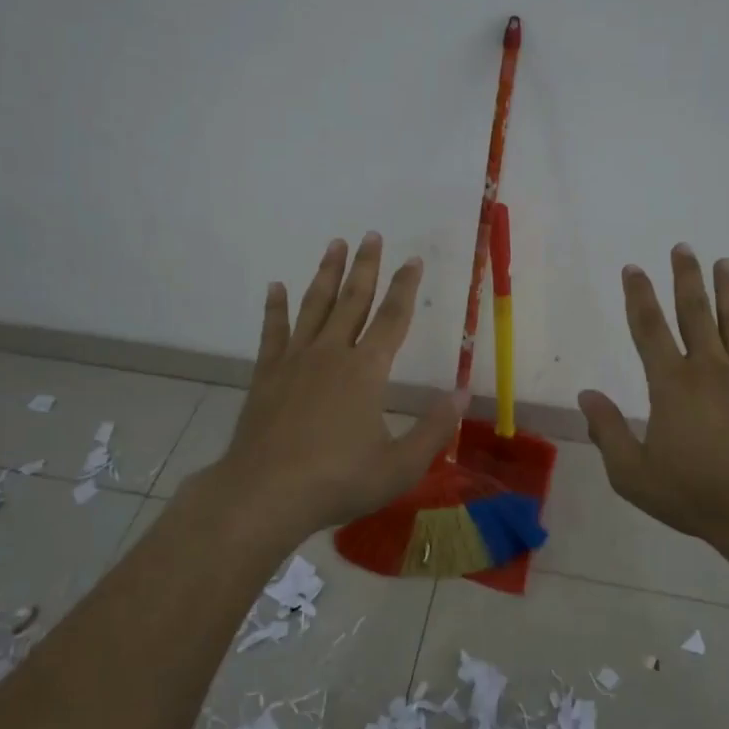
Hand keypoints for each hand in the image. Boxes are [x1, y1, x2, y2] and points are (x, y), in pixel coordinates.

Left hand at [194, 233, 461, 547]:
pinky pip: (273, 332)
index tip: (412, 259)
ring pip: (314, 306)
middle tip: (371, 235)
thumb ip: (434, 428)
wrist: (265, 493)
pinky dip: (275, 308)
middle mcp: (331, 354)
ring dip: (325, 274)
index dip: (405, 287)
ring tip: (333, 244)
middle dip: (365, 266)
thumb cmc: (338, 480)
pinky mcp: (266, 375)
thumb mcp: (400, 464)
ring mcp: (295, 361)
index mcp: (367, 371)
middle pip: (352, 300)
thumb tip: (463, 394)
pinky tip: (276, 288)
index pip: (393, 318)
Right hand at [578, 245, 728, 558]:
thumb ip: (608, 431)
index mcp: (672, 384)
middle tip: (684, 247)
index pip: (649, 328)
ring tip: (726, 264)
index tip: (633, 268)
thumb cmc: (693, 494)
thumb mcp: (632, 474)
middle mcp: (709, 370)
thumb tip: (587, 395)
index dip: (638, 296)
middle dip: (687, 277)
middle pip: (696, 313)